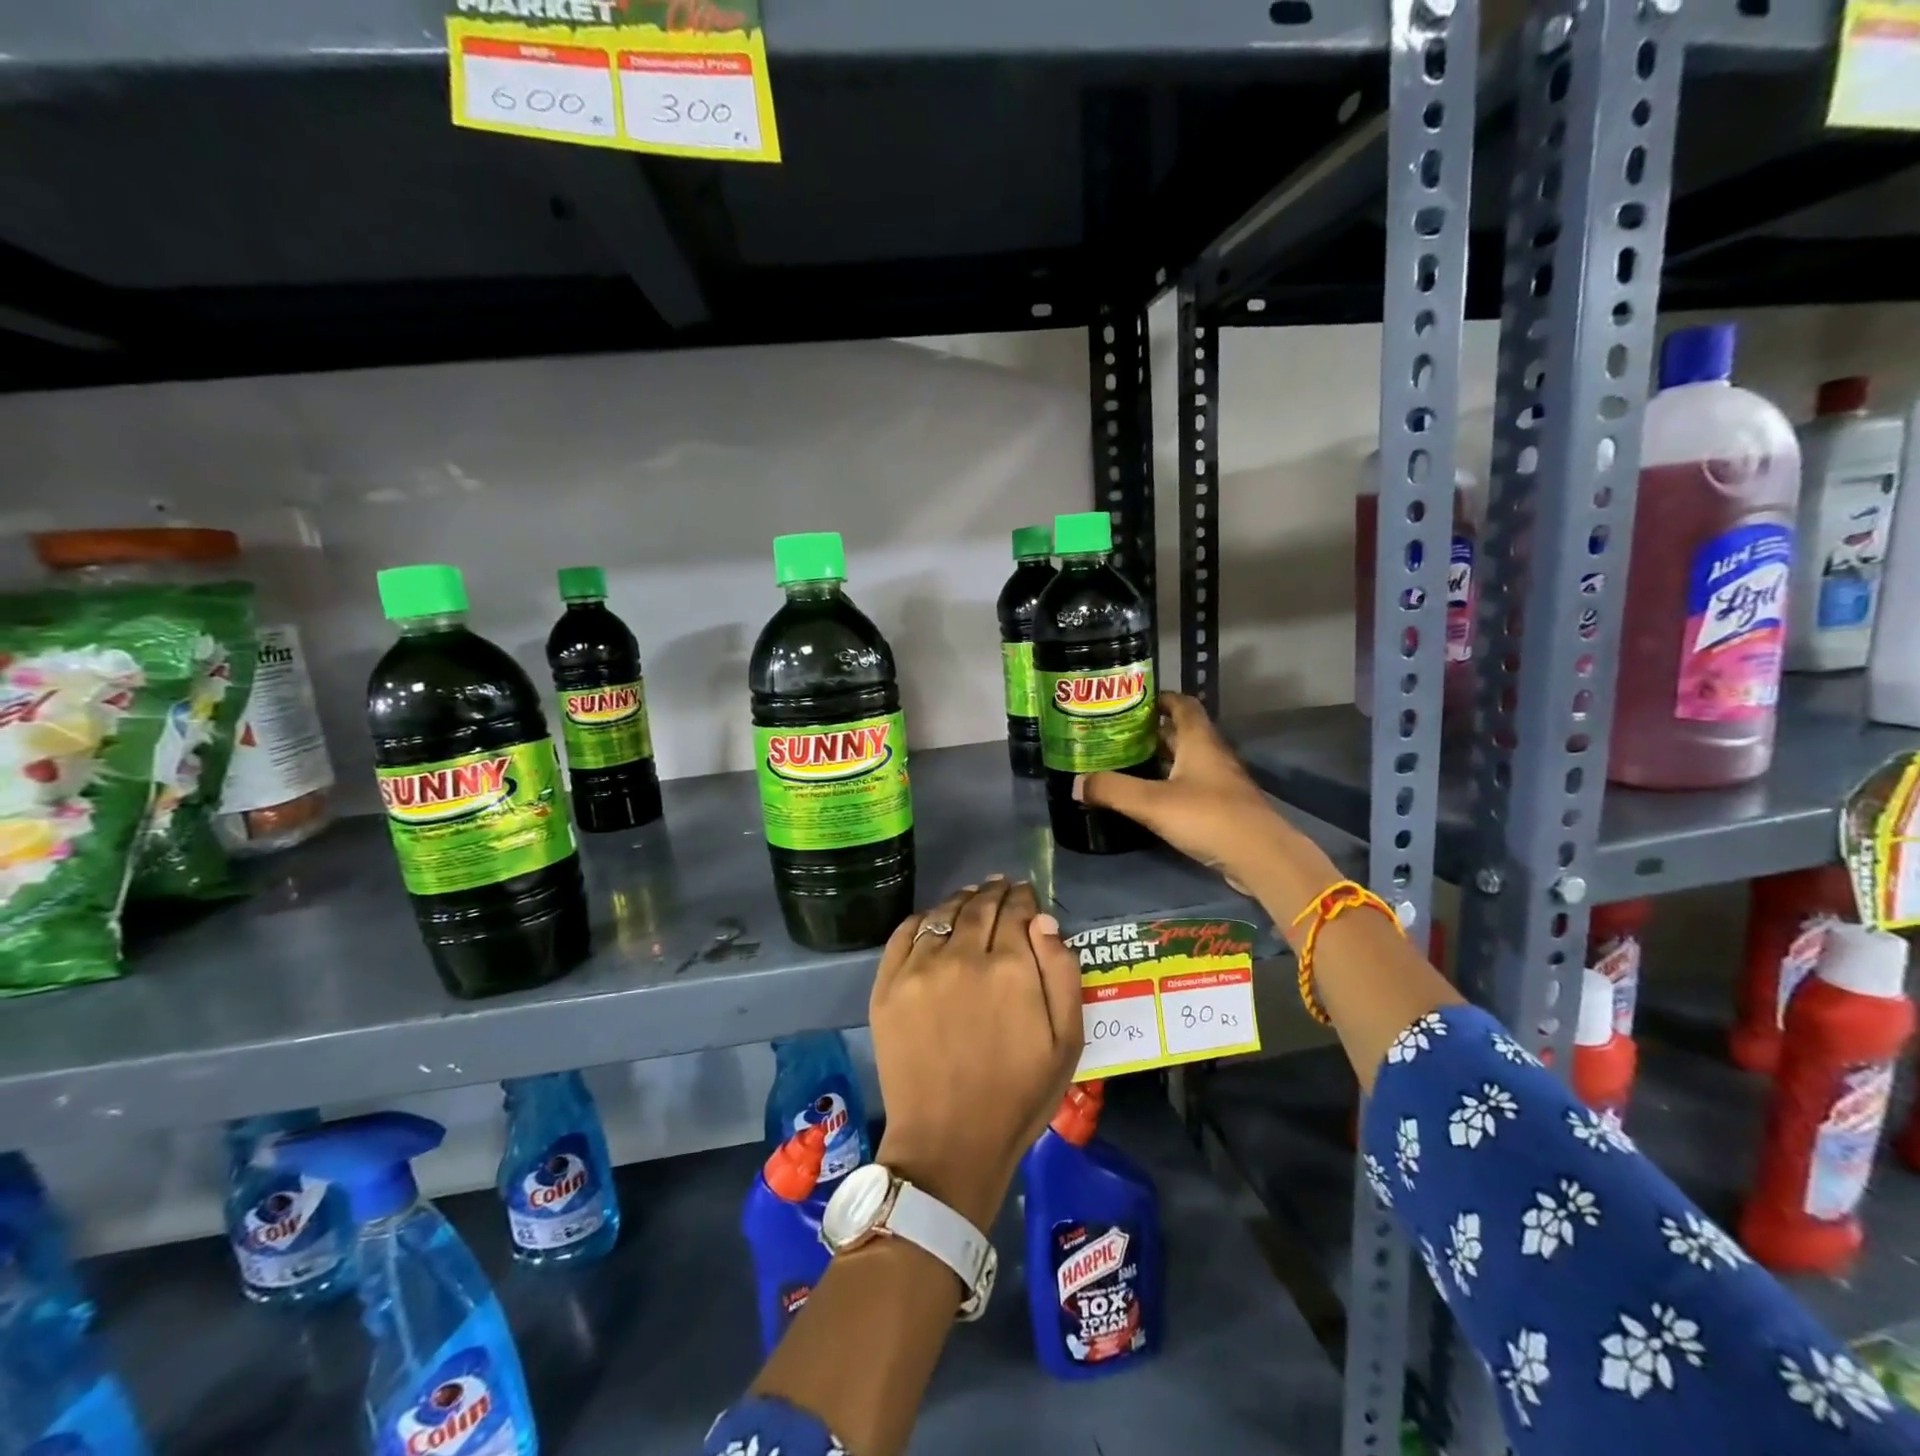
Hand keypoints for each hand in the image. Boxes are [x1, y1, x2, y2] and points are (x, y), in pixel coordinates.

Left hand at [869, 879, 1083, 1230]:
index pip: (1017, 913)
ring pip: (943, 914)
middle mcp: (963, 956)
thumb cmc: (1017, 1096)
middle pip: (980, 907)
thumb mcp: (1065, 1042)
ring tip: (971, 895)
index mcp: (1010, 969)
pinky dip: (922, 918)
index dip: (1024, 899)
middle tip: (1001, 886)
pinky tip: (933, 919)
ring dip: (961, 900)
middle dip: (995, 892)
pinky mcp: (887, 985)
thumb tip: (1043, 921)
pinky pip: (904, 933)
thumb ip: (1062, 974)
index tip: (1026, 894)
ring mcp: (919, 969)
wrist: (948, 1142)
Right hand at [1074, 692, 1308, 898]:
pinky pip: (1190, 785)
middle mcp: (1211, 754)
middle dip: (1150, 731)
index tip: (1130, 702)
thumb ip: (1113, 790)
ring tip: (1123, 764)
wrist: (1260, 856)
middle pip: (1180, 732)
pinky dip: (1168, 785)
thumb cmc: (1207, 817)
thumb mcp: (1152, 802)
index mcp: (1199, 740)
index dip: (1159, 699)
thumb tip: (1077, 784)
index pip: (1182, 704)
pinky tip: (1148, 798)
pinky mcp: (1221, 807)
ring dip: (1158, 760)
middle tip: (1115, 735)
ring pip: (1185, 761)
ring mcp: (1219, 782)